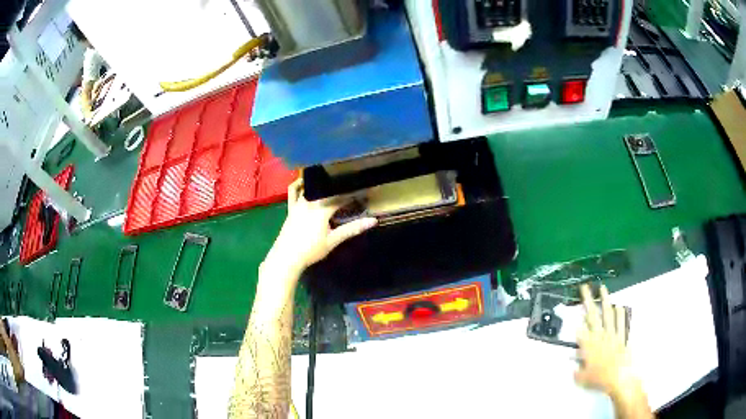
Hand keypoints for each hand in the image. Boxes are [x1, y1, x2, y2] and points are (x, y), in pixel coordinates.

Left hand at [263, 178, 376, 279]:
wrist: (287, 257)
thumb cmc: (311, 250)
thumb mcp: (333, 240)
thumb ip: (352, 229)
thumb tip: (373, 221)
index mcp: (322, 209)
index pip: (341, 198)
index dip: (353, 195)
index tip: (364, 193)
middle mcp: (310, 202)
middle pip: (327, 190)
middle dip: (340, 189)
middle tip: (350, 189)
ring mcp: (299, 203)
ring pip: (312, 188)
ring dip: (322, 184)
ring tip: (332, 183)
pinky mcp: (291, 208)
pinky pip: (293, 191)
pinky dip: (298, 184)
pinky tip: (304, 180)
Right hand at [575, 284, 637, 395]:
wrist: (619, 377)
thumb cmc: (599, 379)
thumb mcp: (582, 378)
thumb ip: (577, 371)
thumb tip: (573, 365)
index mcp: (589, 346)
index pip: (581, 329)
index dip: (577, 318)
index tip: (575, 308)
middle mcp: (600, 336)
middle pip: (593, 316)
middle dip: (588, 301)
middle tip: (585, 288)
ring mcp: (612, 334)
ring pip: (608, 314)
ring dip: (605, 301)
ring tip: (603, 289)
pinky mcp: (621, 337)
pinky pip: (621, 323)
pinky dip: (620, 314)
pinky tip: (619, 306)